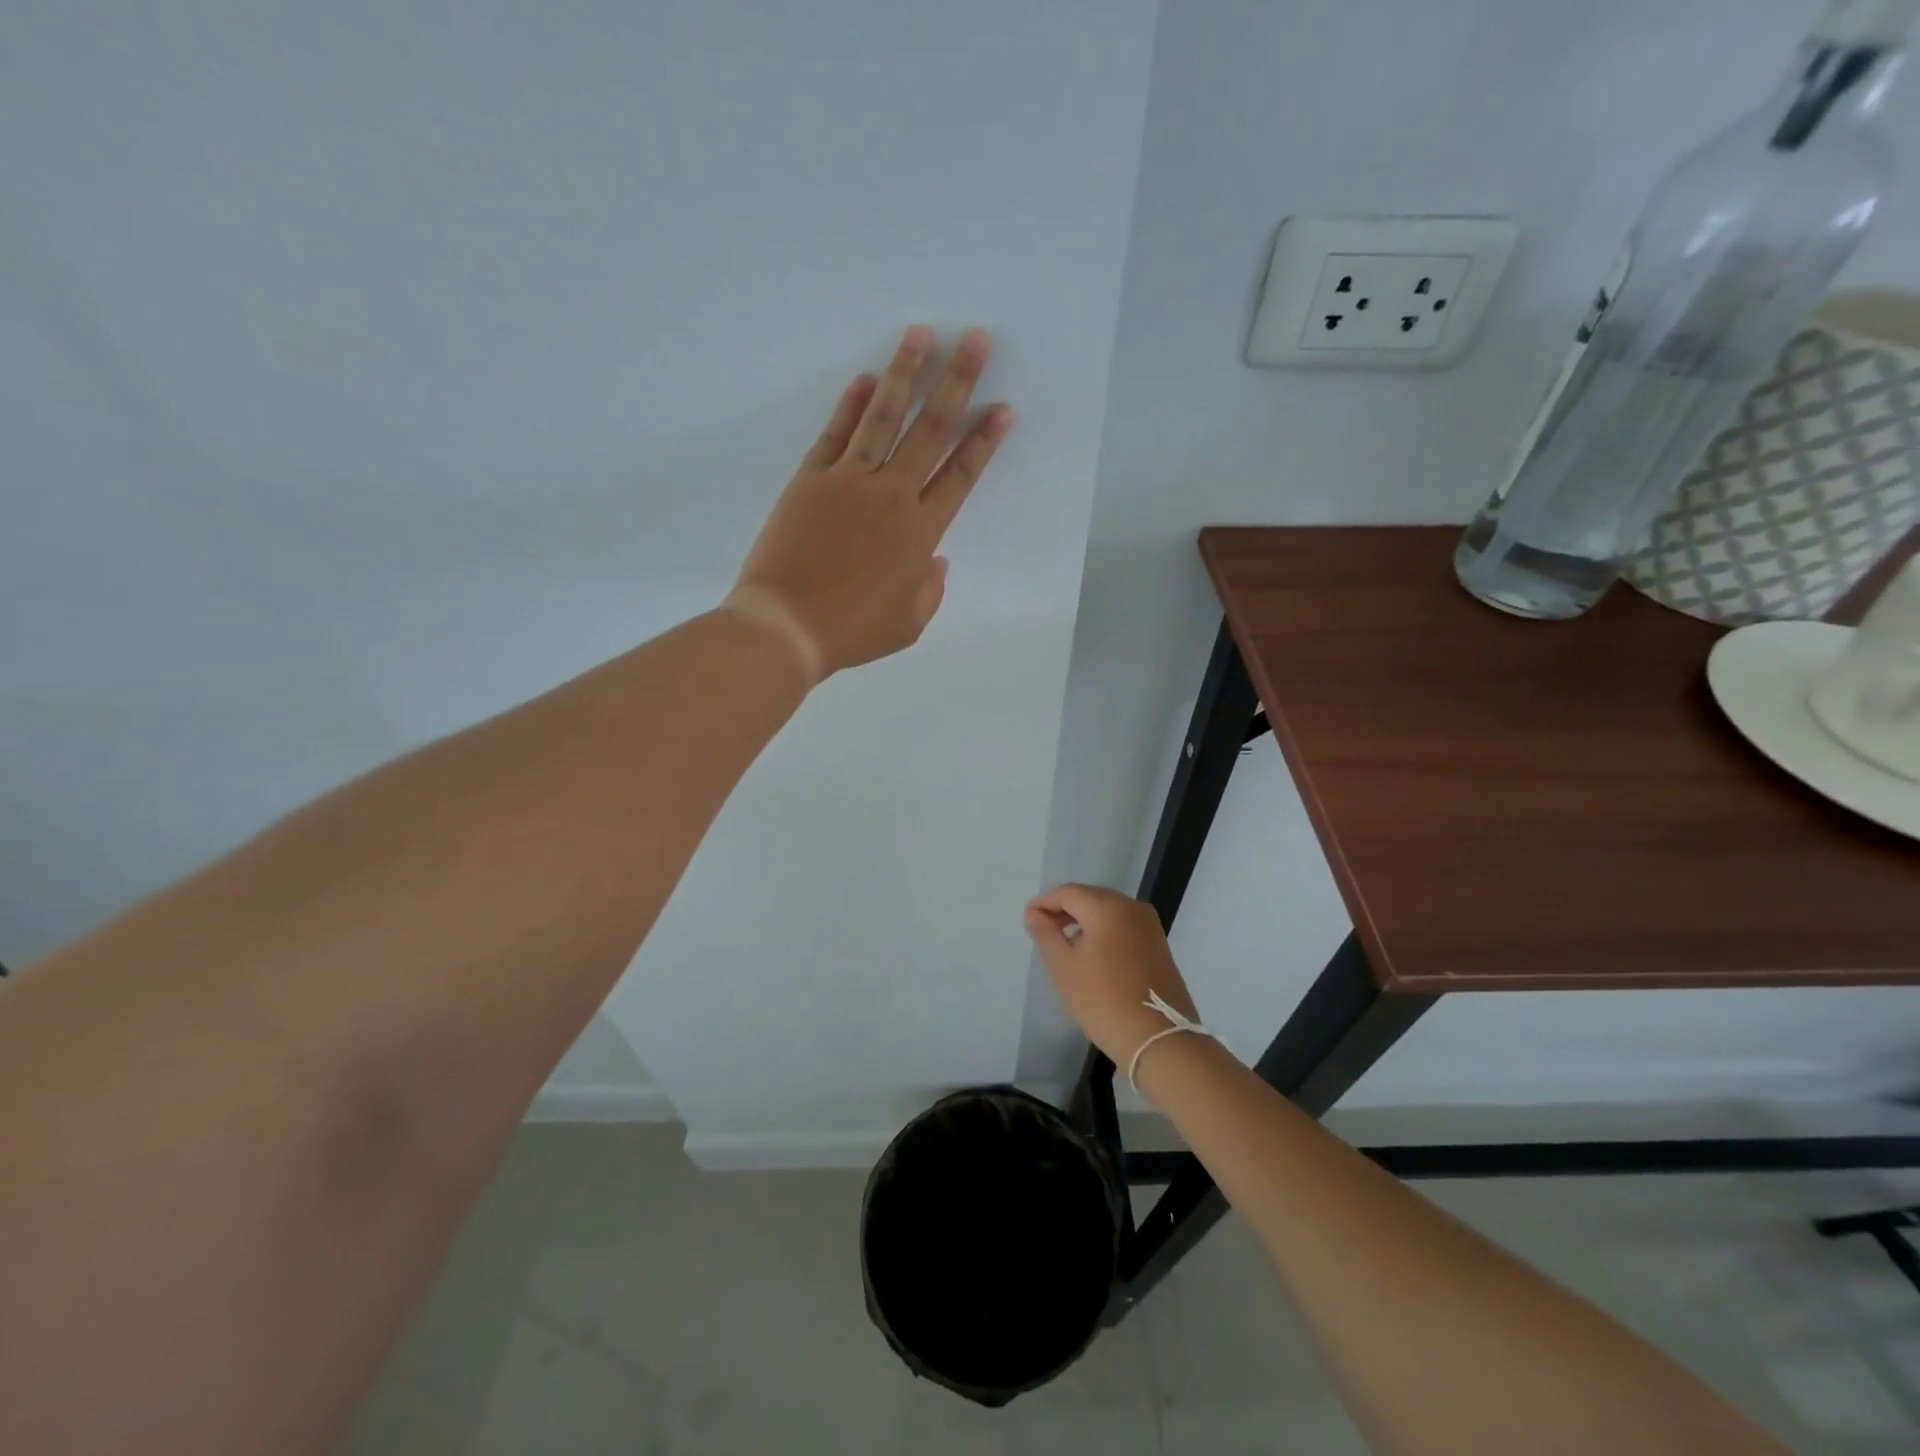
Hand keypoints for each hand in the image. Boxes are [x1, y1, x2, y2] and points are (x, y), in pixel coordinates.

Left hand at [725, 325, 1013, 682]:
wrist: (787, 626)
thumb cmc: (852, 631)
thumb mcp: (908, 624)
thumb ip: (930, 590)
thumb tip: (937, 562)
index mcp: (920, 533)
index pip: (960, 475)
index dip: (983, 440)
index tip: (1001, 407)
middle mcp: (891, 496)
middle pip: (930, 430)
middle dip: (956, 382)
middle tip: (975, 338)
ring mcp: (848, 482)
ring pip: (884, 418)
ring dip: (904, 374)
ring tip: (921, 334)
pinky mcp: (811, 479)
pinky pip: (836, 434)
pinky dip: (851, 405)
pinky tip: (865, 378)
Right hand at [1024, 884, 1204, 1070]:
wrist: (1159, 1039)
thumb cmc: (1103, 1001)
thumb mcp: (1064, 968)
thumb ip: (1045, 934)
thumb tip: (1034, 913)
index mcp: (1108, 907)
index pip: (1068, 893)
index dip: (1044, 902)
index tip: (1028, 918)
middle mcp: (1132, 907)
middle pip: (1090, 898)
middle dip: (1064, 909)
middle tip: (1043, 929)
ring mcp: (1149, 925)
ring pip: (1108, 911)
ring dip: (1084, 920)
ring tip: (1064, 942)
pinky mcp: (1159, 944)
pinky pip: (1123, 925)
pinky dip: (1103, 930)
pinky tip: (1092, 952)